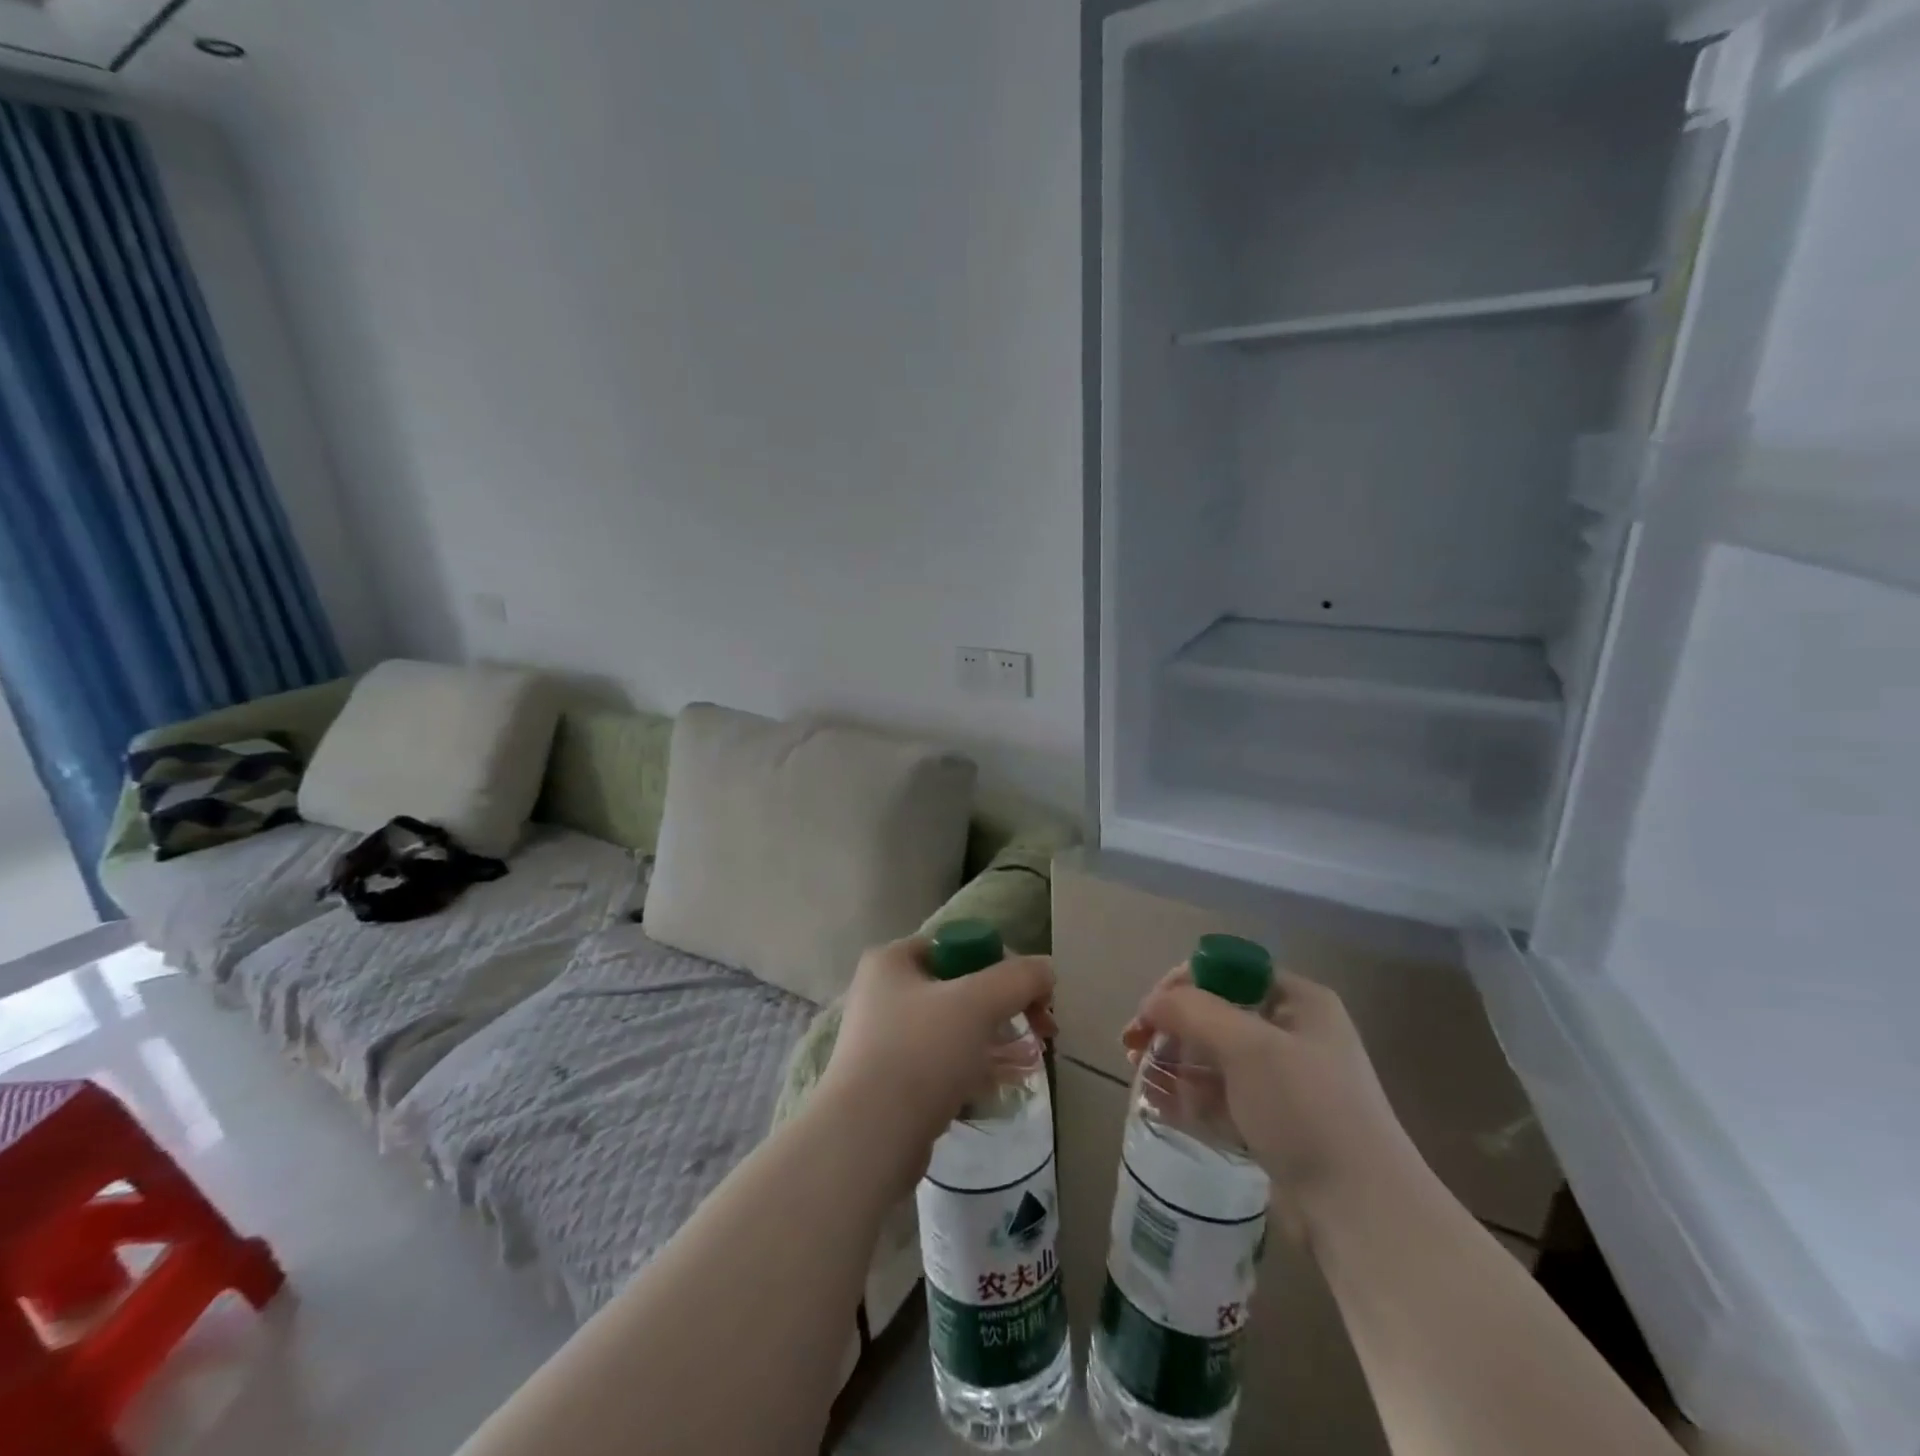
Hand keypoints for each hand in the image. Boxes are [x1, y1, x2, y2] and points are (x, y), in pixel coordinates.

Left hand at [820, 936, 1056, 1184]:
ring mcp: (887, 1039)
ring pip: (956, 1028)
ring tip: (1033, 1060)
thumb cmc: (920, 1053)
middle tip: (1044, 1030)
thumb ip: (1018, 978)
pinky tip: (1007, 1084)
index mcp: (892, 960)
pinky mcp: (894, 1081)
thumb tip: (1047, 968)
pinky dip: (976, 1069)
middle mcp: (885, 992)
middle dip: (1007, 1007)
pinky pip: (945, 1064)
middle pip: (962, 987)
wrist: (868, 1139)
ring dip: (997, 1039)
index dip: (1002, 965)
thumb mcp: (977, 1003)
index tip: (1036, 996)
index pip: (960, 945)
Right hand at [1122, 966, 1424, 1238]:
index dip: (1184, 983)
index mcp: (1299, 1002)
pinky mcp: (1273, 1123)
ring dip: (1174, 1061)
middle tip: (1132, 1046)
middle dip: (1172, 1026)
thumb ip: (1193, 1011)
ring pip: (1214, 1057)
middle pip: (1216, 1013)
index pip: (1228, 970)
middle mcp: (1292, 1033)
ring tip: (1139, 1077)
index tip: (1149, 1010)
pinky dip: (1189, 1096)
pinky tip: (1158, 1104)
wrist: (1363, 1215)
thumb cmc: (1307, 1110)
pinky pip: (1221, 1097)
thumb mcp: (1248, 1046)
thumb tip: (1151, 1003)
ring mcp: (1283, 1082)